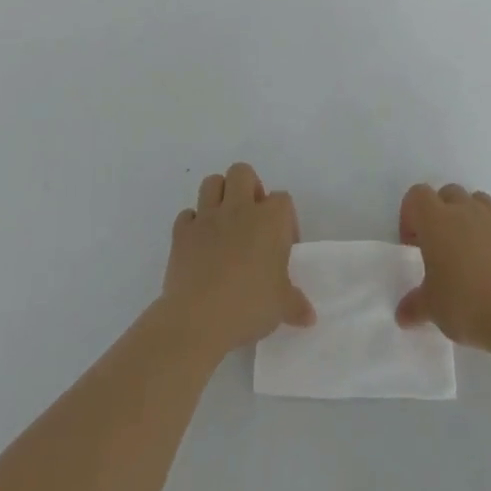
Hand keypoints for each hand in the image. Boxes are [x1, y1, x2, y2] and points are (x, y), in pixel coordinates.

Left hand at [162, 163, 313, 358]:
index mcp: (270, 220)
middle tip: (252, 220)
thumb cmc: (249, 306)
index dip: (285, 219)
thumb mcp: (281, 308)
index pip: (283, 199)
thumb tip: (309, 316)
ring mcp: (207, 218)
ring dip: (219, 196)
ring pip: (212, 182)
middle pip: (242, 172)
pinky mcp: (181, 233)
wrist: (198, 319)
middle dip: (248, 188)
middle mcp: (239, 209)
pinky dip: (193, 225)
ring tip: (224, 224)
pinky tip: (198, 245)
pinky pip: (186, 215)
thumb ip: (296, 305)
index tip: (283, 246)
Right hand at [396, 183, 490, 354]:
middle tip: (439, 248)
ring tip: (468, 254)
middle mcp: (466, 212)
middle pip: (448, 193)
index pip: (417, 195)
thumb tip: (403, 314)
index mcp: (437, 220)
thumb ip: (415, 306)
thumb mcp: (432, 309)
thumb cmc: (466, 303)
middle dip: (440, 213)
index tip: (413, 246)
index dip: (410, 215)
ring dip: (469, 219)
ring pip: (478, 202)